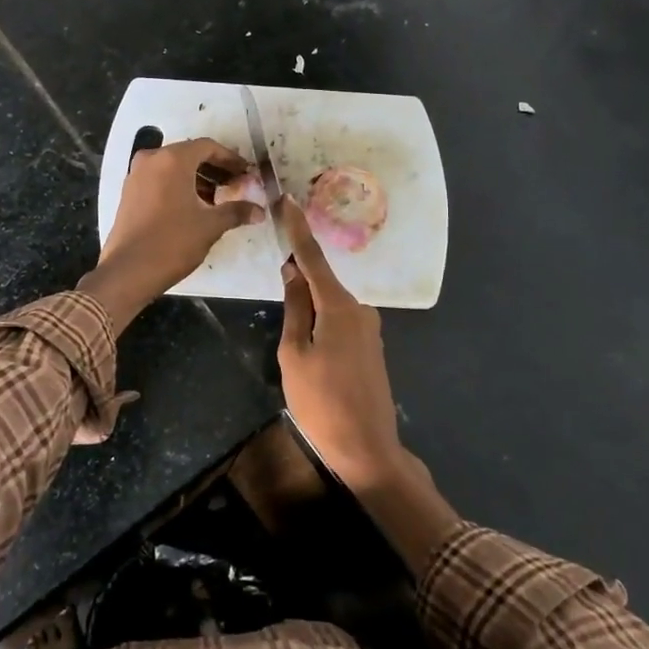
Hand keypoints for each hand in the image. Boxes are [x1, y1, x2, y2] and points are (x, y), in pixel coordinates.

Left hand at [78, 137, 264, 329]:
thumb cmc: (172, 242)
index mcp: (172, 159)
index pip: (208, 147)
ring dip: (198, 178)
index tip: (247, 173)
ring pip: (174, 167)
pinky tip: (195, 205)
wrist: (128, 271)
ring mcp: (136, 175)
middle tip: (237, 184)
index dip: (231, 159)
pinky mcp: (129, 192)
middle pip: (190, 154)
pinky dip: (180, 185)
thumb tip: (259, 211)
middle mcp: (152, 159)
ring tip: (220, 198)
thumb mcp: (210, 225)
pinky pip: (160, 179)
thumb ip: (236, 211)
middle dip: (215, 168)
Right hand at [276, 196, 401, 488]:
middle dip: (298, 279)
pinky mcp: (371, 346)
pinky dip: (322, 322)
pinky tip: (311, 349)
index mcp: (339, 307)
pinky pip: (340, 321)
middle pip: (321, 282)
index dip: (297, 229)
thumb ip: (294, 308)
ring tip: (292, 344)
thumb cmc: (321, 402)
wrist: (368, 449)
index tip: (287, 199)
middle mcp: (359, 309)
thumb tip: (293, 272)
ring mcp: (369, 328)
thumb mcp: (294, 354)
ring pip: (329, 305)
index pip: (313, 258)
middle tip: (277, 292)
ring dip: (309, 308)